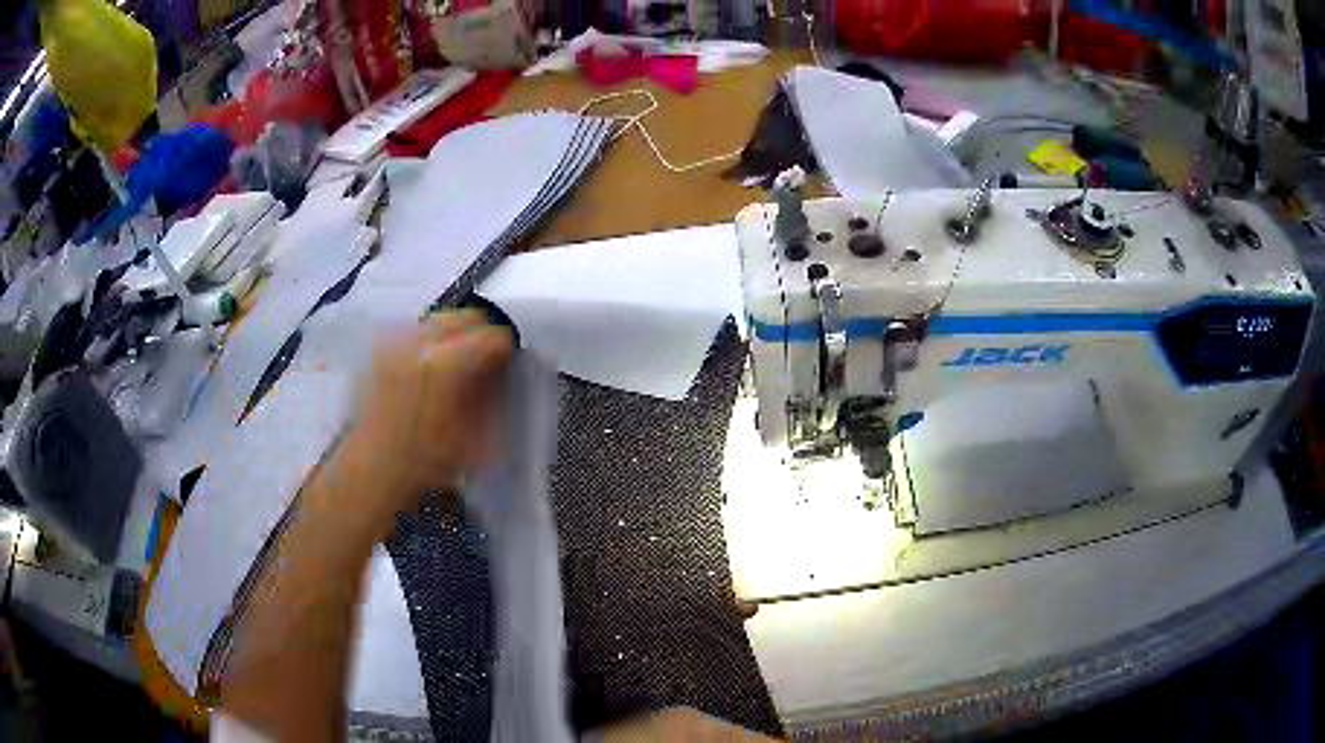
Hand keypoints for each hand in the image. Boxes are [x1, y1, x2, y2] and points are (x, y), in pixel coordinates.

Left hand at [331, 311, 513, 528]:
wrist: (374, 467)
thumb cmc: (426, 462)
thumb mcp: (475, 435)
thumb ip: (491, 394)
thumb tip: (500, 369)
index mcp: (447, 364)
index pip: (493, 337)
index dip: (506, 351)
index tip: (506, 365)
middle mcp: (420, 342)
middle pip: (466, 317)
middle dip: (481, 336)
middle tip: (486, 362)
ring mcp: (397, 341)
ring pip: (440, 320)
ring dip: (455, 337)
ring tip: (456, 364)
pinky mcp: (382, 347)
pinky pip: (416, 331)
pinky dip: (430, 342)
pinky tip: (429, 368)